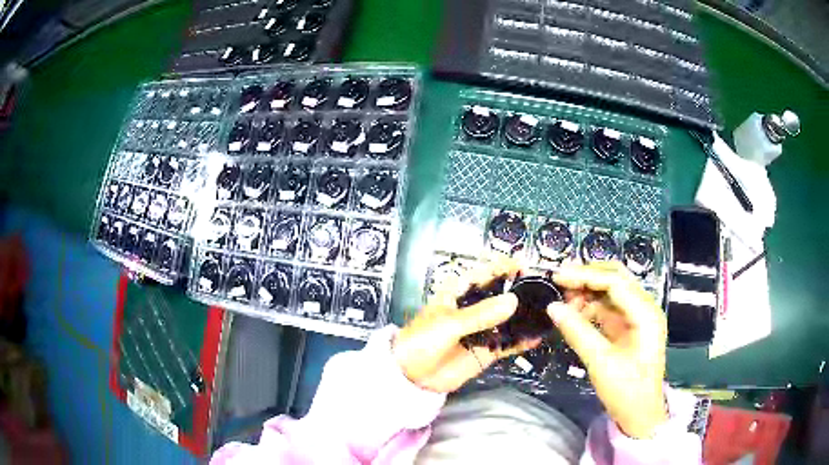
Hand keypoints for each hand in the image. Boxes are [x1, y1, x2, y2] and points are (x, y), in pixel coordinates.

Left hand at [393, 259, 539, 392]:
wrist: (411, 376)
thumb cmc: (422, 341)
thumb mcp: (448, 324)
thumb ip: (480, 314)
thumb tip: (512, 301)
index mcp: (458, 294)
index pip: (483, 274)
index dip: (502, 267)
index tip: (523, 264)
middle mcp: (473, 309)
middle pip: (500, 295)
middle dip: (519, 291)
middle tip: (542, 289)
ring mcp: (481, 330)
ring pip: (507, 319)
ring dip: (524, 316)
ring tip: (545, 311)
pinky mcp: (486, 351)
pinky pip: (507, 344)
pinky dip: (521, 341)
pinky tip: (536, 337)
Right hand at [549, 261, 667, 438]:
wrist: (640, 415)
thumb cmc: (626, 390)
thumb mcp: (600, 362)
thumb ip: (577, 332)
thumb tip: (552, 307)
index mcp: (645, 314)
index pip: (615, 282)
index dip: (585, 276)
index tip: (558, 277)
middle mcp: (644, 308)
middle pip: (616, 279)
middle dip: (587, 276)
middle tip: (559, 280)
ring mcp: (637, 318)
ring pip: (611, 292)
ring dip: (588, 291)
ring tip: (564, 299)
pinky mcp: (629, 328)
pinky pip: (609, 308)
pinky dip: (591, 306)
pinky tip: (575, 312)